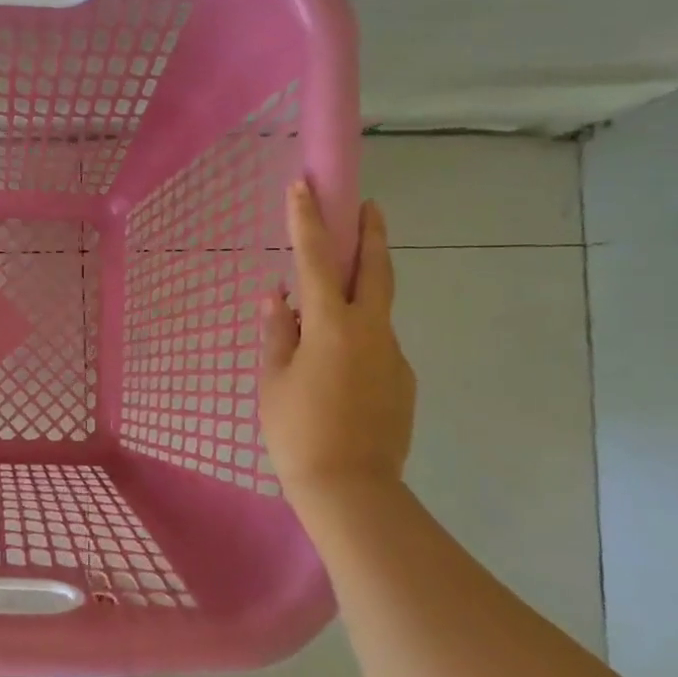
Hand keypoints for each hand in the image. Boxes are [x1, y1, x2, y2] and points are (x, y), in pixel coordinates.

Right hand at [259, 184, 414, 503]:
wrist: (351, 489)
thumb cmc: (297, 433)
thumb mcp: (274, 381)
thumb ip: (277, 333)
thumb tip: (276, 297)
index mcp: (333, 326)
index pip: (317, 260)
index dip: (308, 221)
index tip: (303, 187)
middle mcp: (371, 331)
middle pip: (376, 269)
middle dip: (371, 233)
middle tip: (368, 206)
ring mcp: (393, 355)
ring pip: (377, 311)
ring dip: (360, 295)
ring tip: (327, 315)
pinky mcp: (403, 381)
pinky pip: (377, 347)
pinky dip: (359, 340)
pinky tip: (339, 370)